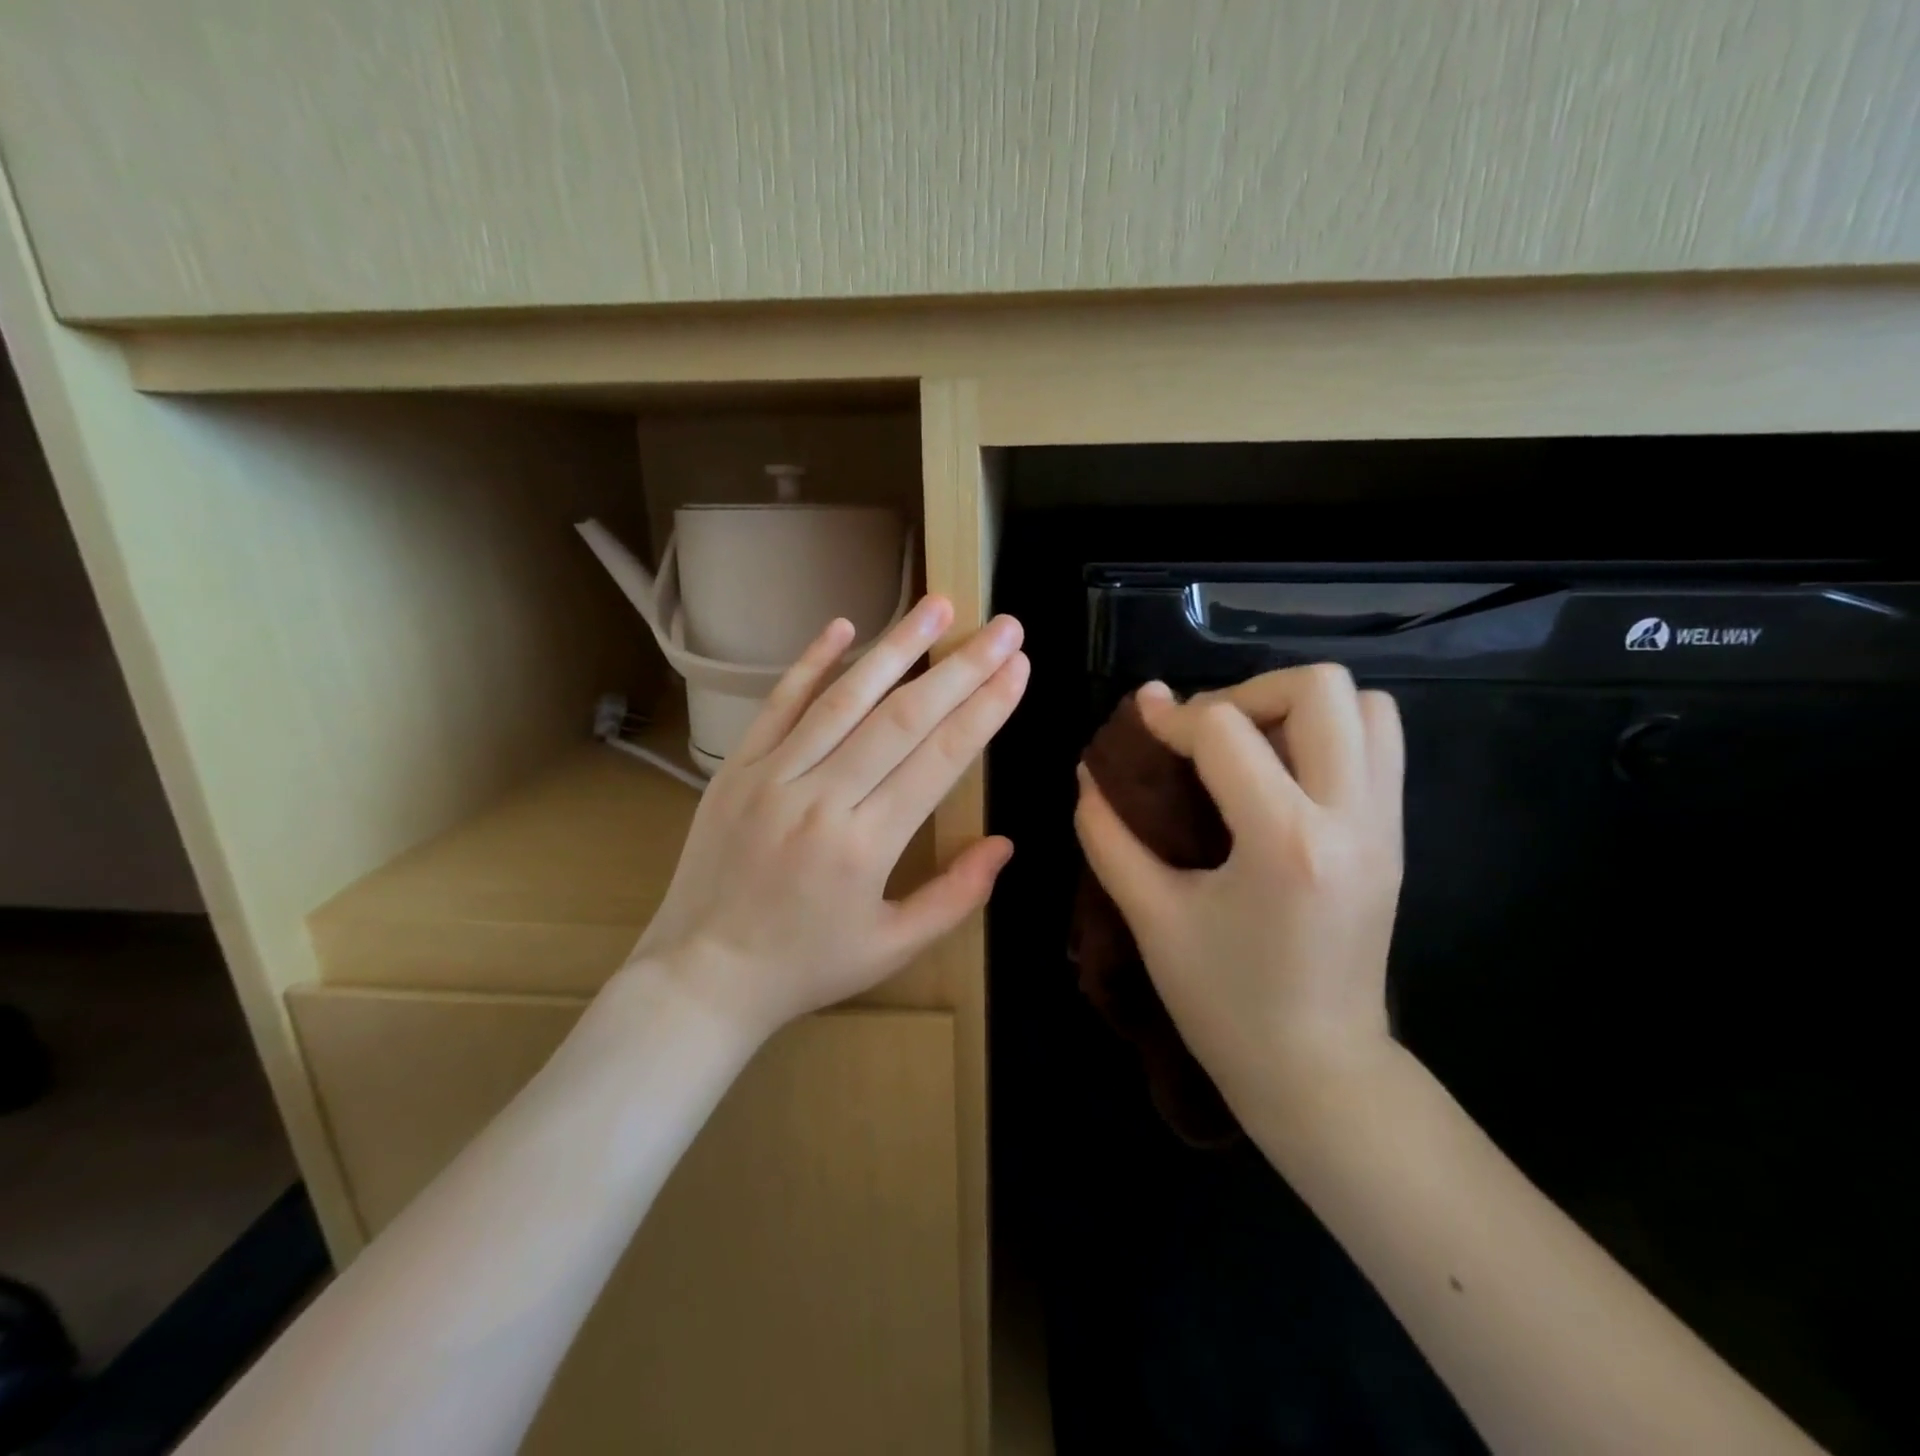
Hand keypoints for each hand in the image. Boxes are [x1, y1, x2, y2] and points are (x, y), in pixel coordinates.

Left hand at [631, 595, 1028, 1041]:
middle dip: (961, 667)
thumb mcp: (892, 948)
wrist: (702, 976)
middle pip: (903, 717)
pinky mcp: (736, 768)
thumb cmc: (805, 967)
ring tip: (937, 605)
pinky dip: (811, 663)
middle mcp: (821, 798)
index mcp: (866, 845)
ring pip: (845, 698)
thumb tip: (1006, 844)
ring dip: (896, 646)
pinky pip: (777, 705)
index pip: (939, 758)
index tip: (1018, 668)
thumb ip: (955, 897)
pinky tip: (843, 625)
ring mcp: (772, 776)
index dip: (984, 709)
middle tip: (1002, 625)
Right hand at [1073, 665, 1404, 1111]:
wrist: (1319, 1071)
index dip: (1170, 717)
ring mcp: (1386, 825)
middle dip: (1247, 691)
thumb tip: (1088, 773)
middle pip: (1319, 688)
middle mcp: (1351, 818)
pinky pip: (1380, 744)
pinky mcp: (1396, 836)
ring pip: (1368, 705)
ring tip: (1248, 748)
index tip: (1140, 730)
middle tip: (1205, 733)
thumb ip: (1108, 836)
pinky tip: (1279, 777)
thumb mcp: (1151, 917)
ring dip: (1297, 707)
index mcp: (1284, 843)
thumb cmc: (1224, 1003)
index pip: (1224, 729)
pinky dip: (1330, 734)